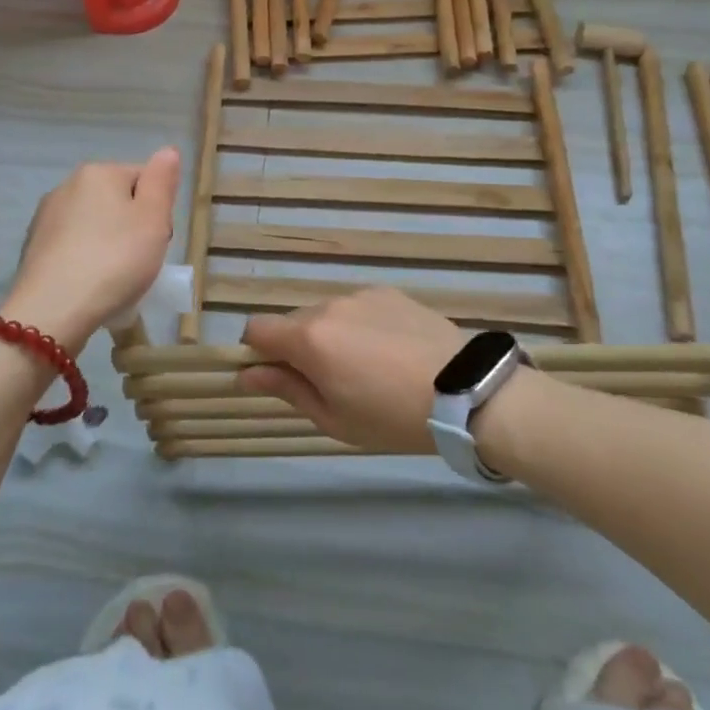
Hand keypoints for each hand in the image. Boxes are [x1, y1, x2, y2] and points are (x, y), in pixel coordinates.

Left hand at [5, 148, 179, 352]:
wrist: (52, 310)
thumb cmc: (114, 260)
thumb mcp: (153, 219)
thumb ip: (162, 181)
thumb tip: (167, 151)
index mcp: (98, 173)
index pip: (143, 179)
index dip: (157, 210)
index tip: (157, 239)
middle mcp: (67, 186)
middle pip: (117, 201)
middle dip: (132, 227)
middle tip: (140, 261)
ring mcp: (45, 217)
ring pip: (94, 225)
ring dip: (108, 245)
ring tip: (115, 280)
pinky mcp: (33, 248)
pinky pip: (73, 247)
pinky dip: (85, 261)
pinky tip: (90, 286)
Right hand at [239, 288, 465, 452]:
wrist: (464, 390)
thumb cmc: (391, 416)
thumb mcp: (333, 418)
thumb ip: (286, 389)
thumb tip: (246, 374)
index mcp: (309, 338)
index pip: (256, 329)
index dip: (257, 352)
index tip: (275, 376)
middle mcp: (328, 306)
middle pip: (293, 322)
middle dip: (297, 348)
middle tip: (329, 382)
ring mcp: (360, 295)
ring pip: (326, 314)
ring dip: (330, 336)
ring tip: (366, 368)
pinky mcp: (387, 292)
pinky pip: (357, 307)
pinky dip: (359, 325)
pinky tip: (388, 351)